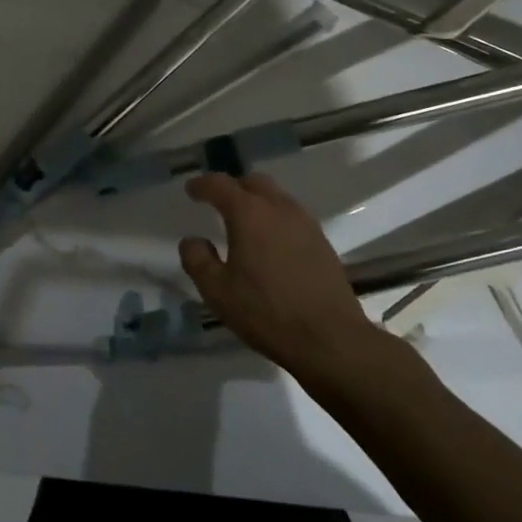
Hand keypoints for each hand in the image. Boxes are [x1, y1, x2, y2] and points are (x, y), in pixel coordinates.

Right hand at [179, 173, 385, 376]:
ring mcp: (305, 224)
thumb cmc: (266, 312)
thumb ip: (197, 260)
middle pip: (253, 182)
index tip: (191, 190)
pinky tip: (271, 244)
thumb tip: (192, 241)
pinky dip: (276, 219)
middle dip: (233, 187)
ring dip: (257, 202)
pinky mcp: (322, 242)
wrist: (330, 339)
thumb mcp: (217, 291)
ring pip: (277, 197)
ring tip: (244, 224)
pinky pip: (292, 216)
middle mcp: (279, 208)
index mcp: (249, 213)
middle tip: (218, 203)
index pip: (220, 185)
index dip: (202, 185)